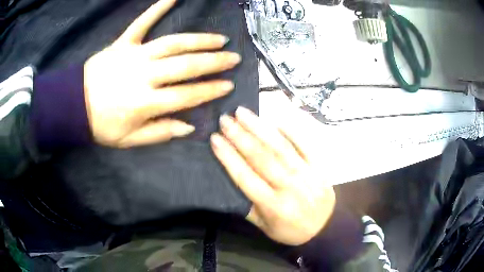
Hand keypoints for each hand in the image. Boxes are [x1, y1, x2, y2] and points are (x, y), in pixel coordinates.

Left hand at [84, 0, 240, 147]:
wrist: (73, 106)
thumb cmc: (100, 125)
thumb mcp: (128, 140)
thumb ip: (159, 133)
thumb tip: (189, 126)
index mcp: (146, 103)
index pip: (186, 96)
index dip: (210, 90)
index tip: (228, 85)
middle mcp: (144, 76)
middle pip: (185, 66)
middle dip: (213, 62)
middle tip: (233, 58)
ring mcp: (133, 55)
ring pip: (172, 44)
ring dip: (198, 40)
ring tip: (218, 39)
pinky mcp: (122, 43)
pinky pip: (141, 23)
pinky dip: (157, 8)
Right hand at [210, 107, 335, 245]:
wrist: (326, 227)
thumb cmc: (292, 230)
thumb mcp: (266, 228)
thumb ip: (248, 208)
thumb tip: (230, 185)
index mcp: (273, 205)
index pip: (245, 177)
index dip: (228, 157)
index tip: (215, 139)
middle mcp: (288, 186)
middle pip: (261, 157)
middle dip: (240, 136)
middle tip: (225, 119)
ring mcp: (305, 173)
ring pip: (279, 147)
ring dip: (260, 128)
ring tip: (243, 113)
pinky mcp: (317, 166)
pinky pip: (304, 144)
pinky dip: (290, 131)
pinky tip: (275, 119)